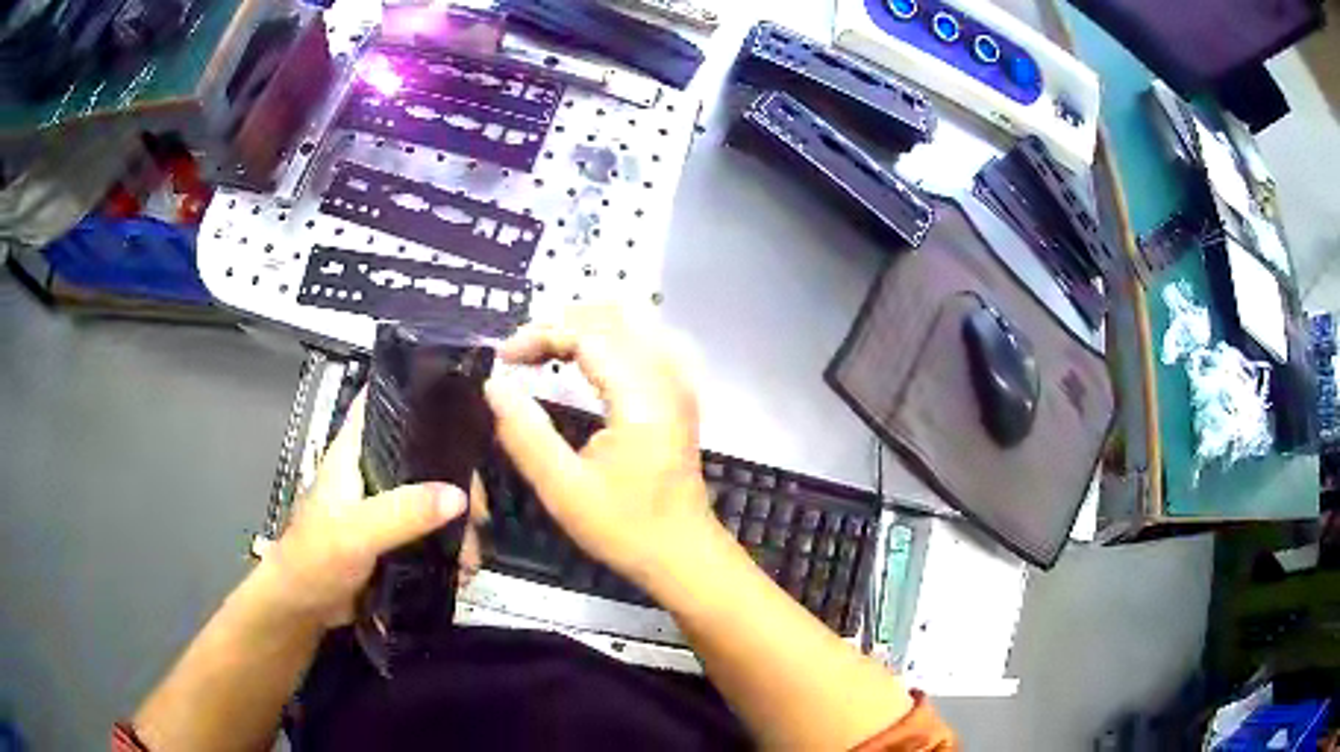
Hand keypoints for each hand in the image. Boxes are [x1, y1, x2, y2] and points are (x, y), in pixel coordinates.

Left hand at [266, 393, 468, 626]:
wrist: (303, 607)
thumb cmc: (316, 559)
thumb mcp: (357, 533)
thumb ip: (402, 512)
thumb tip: (459, 495)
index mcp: (353, 451)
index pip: (382, 400)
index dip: (417, 388)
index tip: (463, 394)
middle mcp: (370, 468)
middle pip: (420, 450)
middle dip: (454, 474)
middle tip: (480, 508)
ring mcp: (383, 502)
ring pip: (429, 492)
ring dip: (456, 518)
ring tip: (474, 552)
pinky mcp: (392, 534)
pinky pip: (428, 527)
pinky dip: (449, 541)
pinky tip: (465, 562)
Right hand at [485, 306, 716, 585]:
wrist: (683, 554)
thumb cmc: (626, 528)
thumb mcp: (564, 489)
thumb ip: (524, 434)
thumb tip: (493, 385)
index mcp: (641, 395)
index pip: (588, 333)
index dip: (540, 334)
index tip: (503, 358)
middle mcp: (667, 376)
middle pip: (611, 317)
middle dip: (559, 324)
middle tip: (520, 354)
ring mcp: (679, 382)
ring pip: (631, 322)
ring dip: (584, 326)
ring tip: (544, 350)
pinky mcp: (679, 394)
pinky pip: (645, 340)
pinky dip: (608, 337)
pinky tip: (586, 358)